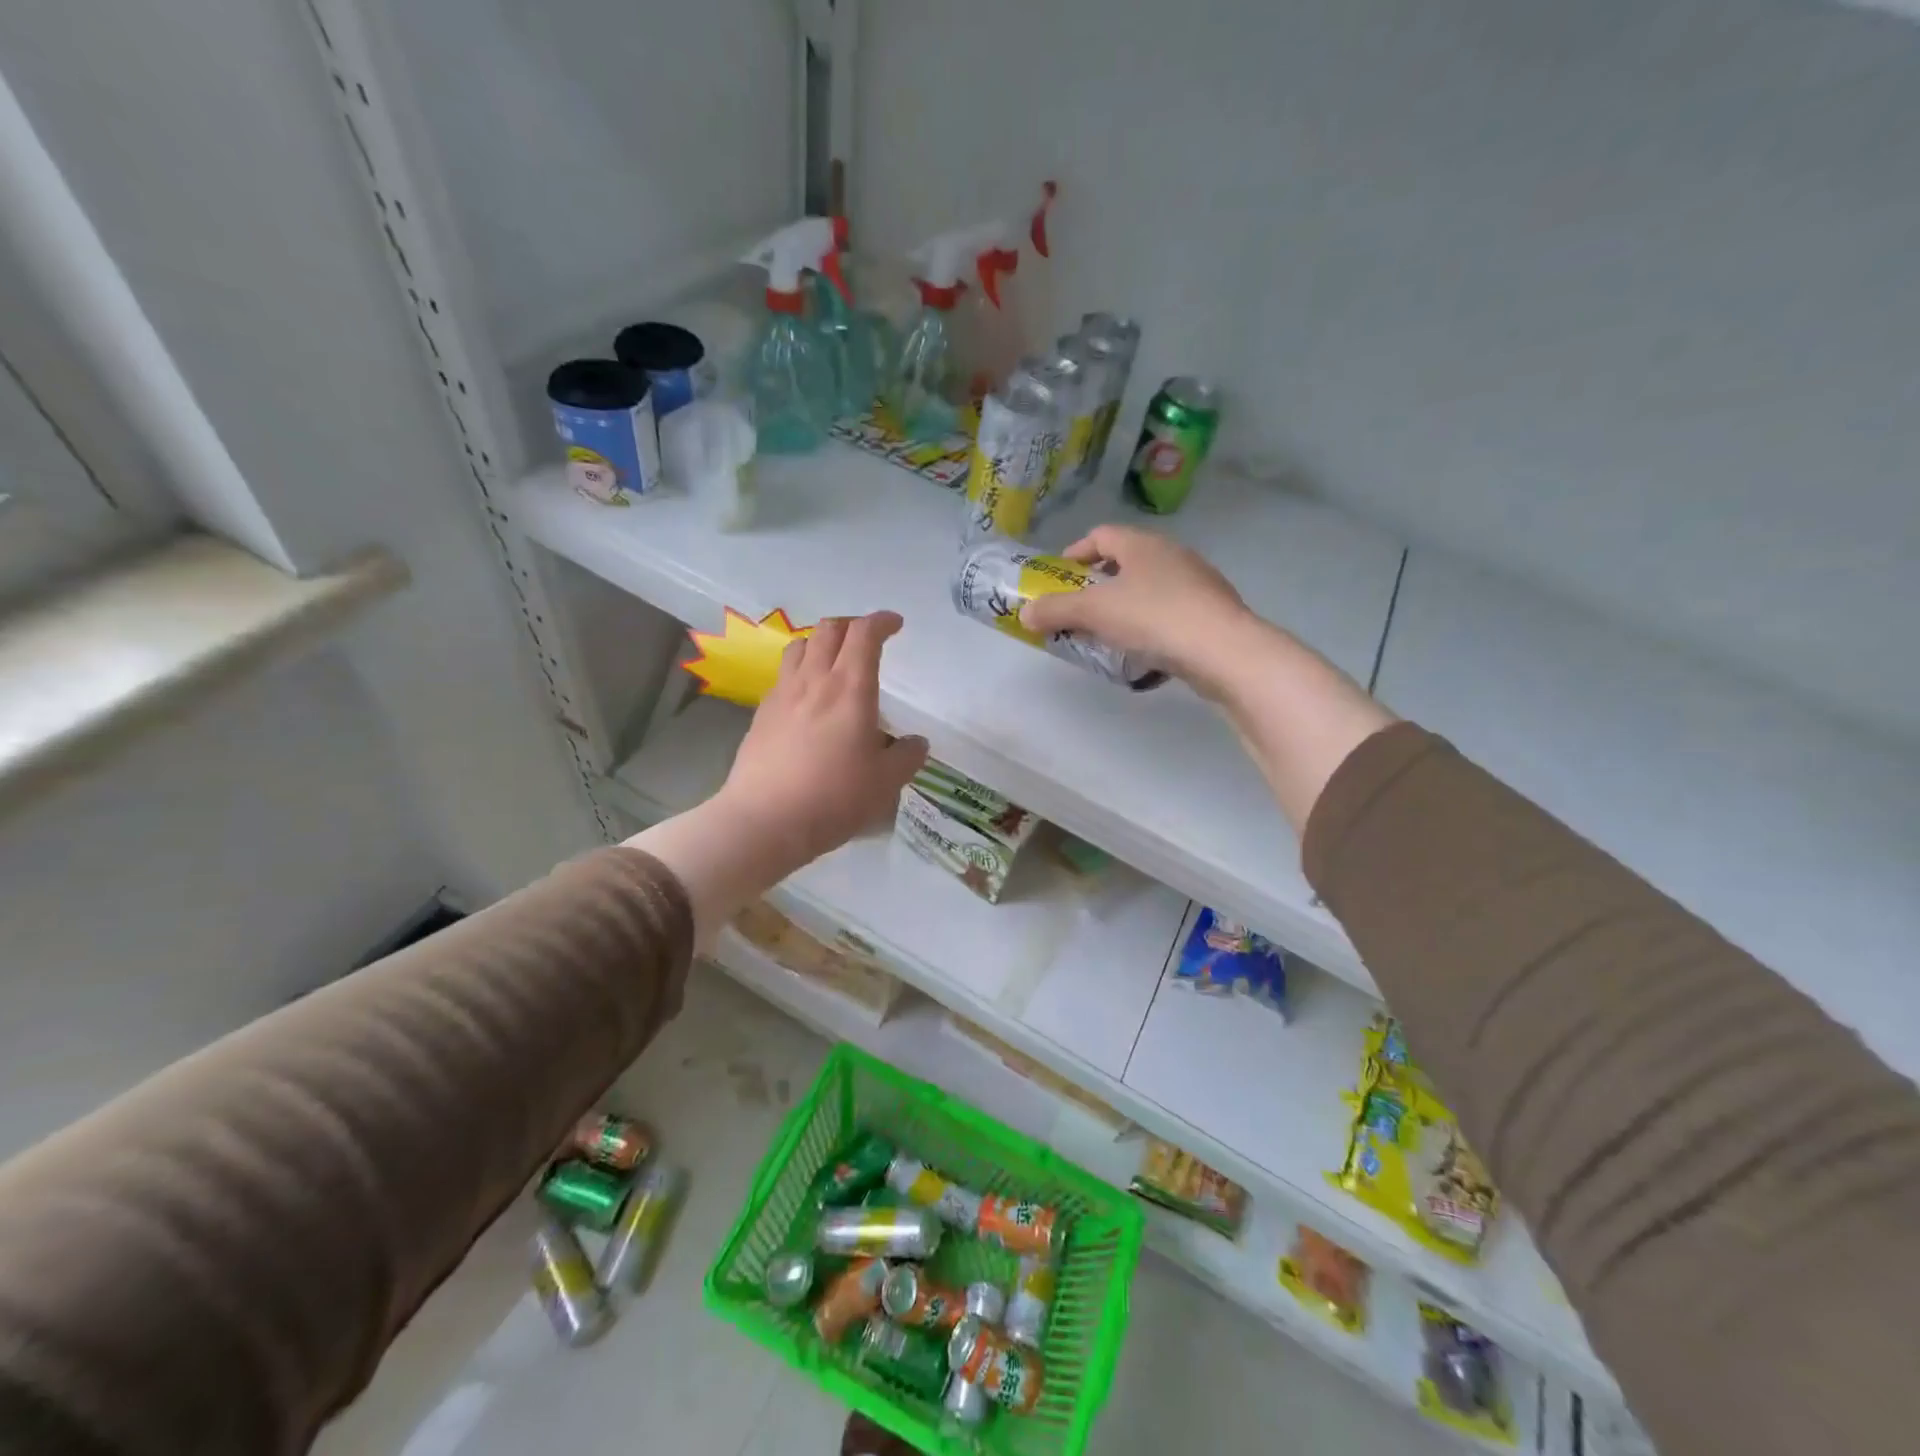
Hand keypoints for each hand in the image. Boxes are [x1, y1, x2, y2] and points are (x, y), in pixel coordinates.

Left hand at [716, 612, 928, 869]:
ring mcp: (782, 694)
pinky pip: (783, 675)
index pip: (864, 634)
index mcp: (850, 688)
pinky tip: (807, 697)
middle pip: (829, 629)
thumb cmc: (834, 798)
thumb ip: (906, 757)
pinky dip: (800, 670)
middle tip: (867, 638)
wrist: (765, 820)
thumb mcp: (885, 783)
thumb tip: (915, 742)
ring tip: (833, 660)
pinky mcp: (761, 713)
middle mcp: (814, 680)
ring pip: (800, 646)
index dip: (882, 621)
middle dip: (851, 624)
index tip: (895, 624)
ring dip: (821, 641)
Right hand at [1019, 525, 1253, 695]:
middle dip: (1097, 585)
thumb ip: (1055, 611)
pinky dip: (1149, 627)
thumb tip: (1025, 614)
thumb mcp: (1094, 613)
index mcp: (1142, 544)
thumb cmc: (1153, 618)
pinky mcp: (1211, 612)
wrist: (1222, 650)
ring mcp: (1197, 582)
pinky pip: (1169, 613)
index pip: (1101, 535)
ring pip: (1149, 589)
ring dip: (1124, 607)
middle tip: (1078, 611)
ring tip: (1107, 635)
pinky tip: (1142, 652)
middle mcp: (1171, 554)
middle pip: (1125, 562)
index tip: (1058, 579)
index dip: (1075, 553)